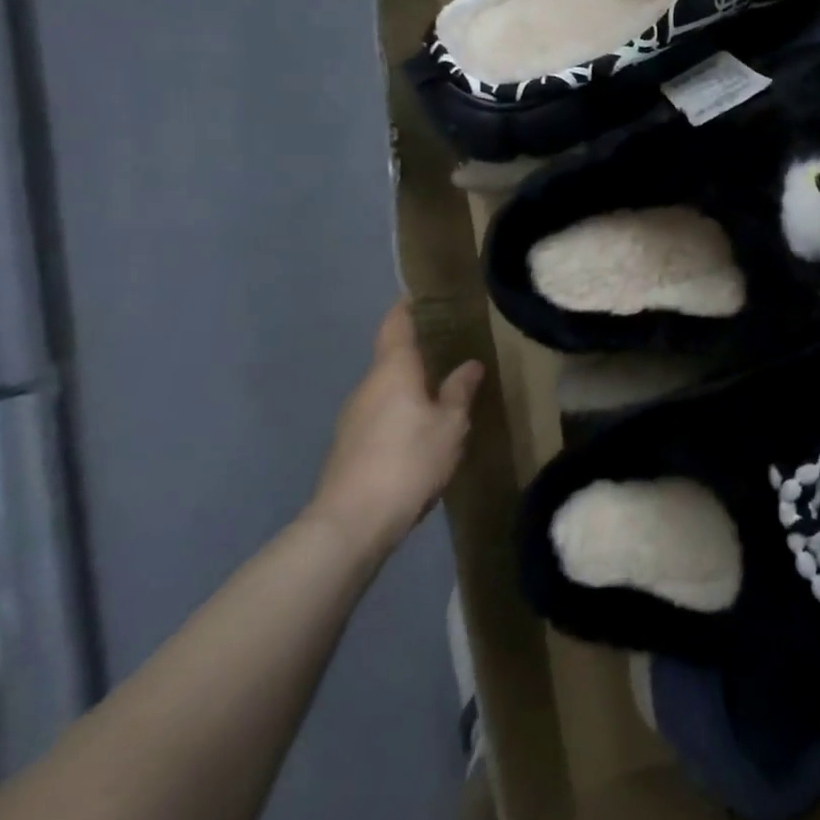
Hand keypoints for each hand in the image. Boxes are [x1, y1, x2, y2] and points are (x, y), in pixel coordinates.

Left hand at [308, 301, 483, 559]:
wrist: (349, 524)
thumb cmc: (408, 461)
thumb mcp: (450, 425)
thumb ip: (459, 391)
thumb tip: (469, 364)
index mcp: (393, 370)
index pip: (396, 325)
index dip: (407, 307)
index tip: (422, 294)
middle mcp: (368, 386)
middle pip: (392, 357)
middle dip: (418, 351)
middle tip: (451, 346)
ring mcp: (353, 417)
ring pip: (387, 389)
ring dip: (410, 385)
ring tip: (443, 389)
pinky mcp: (350, 446)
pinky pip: (381, 414)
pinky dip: (400, 411)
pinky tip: (421, 429)